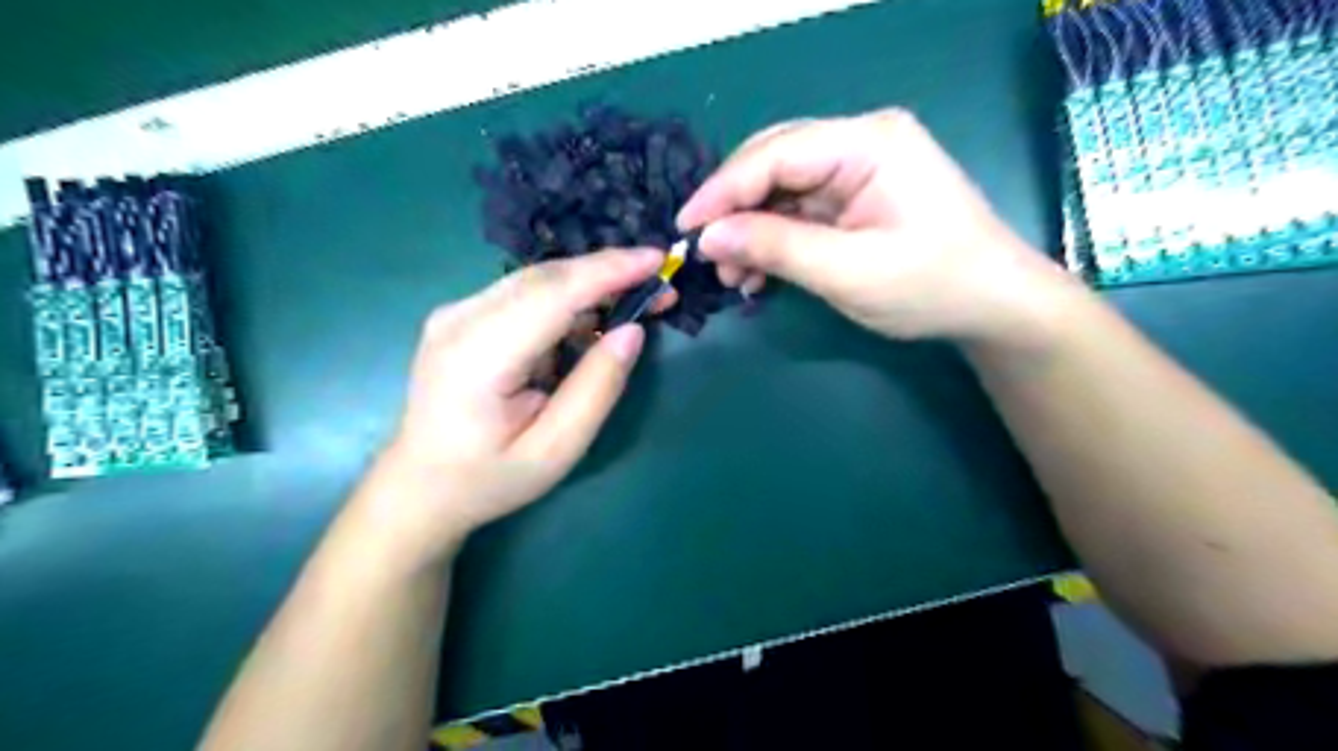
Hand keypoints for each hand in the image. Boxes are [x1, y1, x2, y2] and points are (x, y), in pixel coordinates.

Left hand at [355, 249, 669, 559]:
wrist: (420, 487)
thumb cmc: (489, 478)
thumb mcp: (556, 450)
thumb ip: (596, 389)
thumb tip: (633, 331)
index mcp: (478, 357)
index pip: (551, 295)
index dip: (607, 271)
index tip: (657, 259)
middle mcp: (460, 320)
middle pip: (545, 278)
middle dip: (608, 274)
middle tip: (659, 285)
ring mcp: (455, 313)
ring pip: (537, 281)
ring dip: (591, 285)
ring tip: (636, 301)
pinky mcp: (462, 316)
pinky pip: (525, 294)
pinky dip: (567, 299)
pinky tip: (594, 318)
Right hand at [682, 110, 1079, 348]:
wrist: (993, 306)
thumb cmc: (931, 286)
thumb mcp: (849, 272)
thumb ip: (776, 248)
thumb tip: (708, 237)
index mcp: (868, 142)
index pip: (776, 153)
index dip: (723, 190)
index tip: (685, 228)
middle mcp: (859, 142)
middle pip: (774, 164)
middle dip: (735, 211)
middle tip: (705, 255)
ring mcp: (857, 170)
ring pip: (780, 190)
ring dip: (750, 230)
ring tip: (733, 277)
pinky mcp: (854, 197)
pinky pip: (798, 210)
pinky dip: (773, 241)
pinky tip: (757, 272)